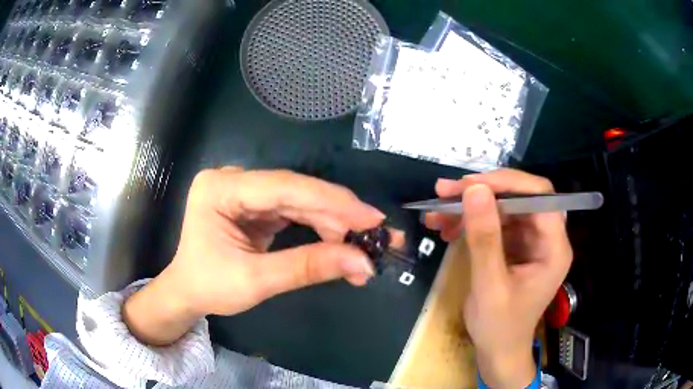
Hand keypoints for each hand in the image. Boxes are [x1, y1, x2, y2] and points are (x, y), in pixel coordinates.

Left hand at [123, 167, 394, 345]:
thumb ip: (306, 267)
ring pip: (301, 201)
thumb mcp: (255, 281)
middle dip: (339, 216)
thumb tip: (362, 262)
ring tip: (361, 250)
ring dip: (333, 225)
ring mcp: (245, 191)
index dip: (333, 202)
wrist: (188, 293)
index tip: (373, 218)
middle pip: (296, 192)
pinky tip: (340, 244)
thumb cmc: (209, 287)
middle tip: (377, 237)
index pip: (285, 187)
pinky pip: (295, 212)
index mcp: (221, 188)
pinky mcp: (256, 206)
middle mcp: (234, 180)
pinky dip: (320, 229)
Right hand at [425, 169, 572, 387]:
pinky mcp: (514, 246)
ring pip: (502, 207)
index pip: (539, 196)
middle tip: (445, 191)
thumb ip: (484, 238)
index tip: (468, 185)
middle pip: (519, 197)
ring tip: (436, 211)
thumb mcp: (489, 286)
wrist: (497, 352)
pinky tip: (446, 227)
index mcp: (554, 246)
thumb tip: (473, 190)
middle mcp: (546, 237)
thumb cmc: (500, 327)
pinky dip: (469, 222)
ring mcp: (530, 240)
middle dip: (481, 192)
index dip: (506, 183)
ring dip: (469, 207)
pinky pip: (493, 223)